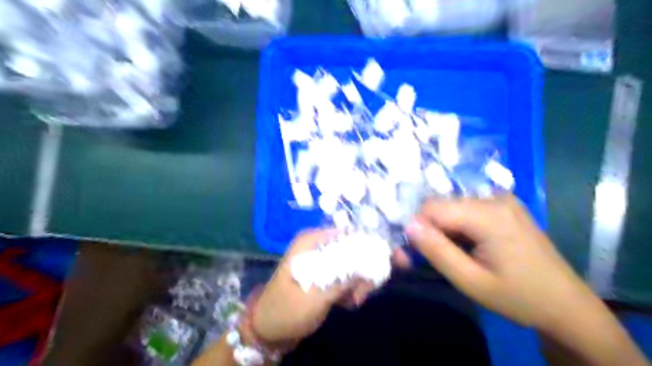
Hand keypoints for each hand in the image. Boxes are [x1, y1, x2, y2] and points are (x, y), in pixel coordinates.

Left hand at [250, 231, 374, 343]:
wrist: (267, 329)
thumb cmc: (286, 310)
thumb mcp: (315, 297)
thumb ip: (343, 282)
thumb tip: (369, 266)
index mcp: (310, 242)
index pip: (344, 233)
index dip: (363, 246)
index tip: (373, 266)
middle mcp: (317, 247)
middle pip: (350, 249)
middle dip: (361, 270)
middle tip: (361, 293)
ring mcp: (320, 261)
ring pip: (350, 263)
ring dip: (357, 282)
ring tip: (353, 301)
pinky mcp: (323, 275)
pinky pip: (344, 275)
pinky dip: (349, 288)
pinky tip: (347, 303)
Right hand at [406, 195, 596, 329]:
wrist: (567, 305)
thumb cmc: (518, 297)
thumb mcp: (470, 281)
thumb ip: (436, 251)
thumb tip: (408, 224)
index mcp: (488, 214)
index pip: (431, 207)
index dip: (419, 228)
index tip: (419, 253)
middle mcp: (494, 198)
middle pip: (442, 205)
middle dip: (431, 229)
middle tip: (437, 258)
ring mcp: (503, 199)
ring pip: (452, 206)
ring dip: (445, 228)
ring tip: (456, 254)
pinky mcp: (505, 205)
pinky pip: (467, 208)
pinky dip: (459, 225)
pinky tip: (470, 245)